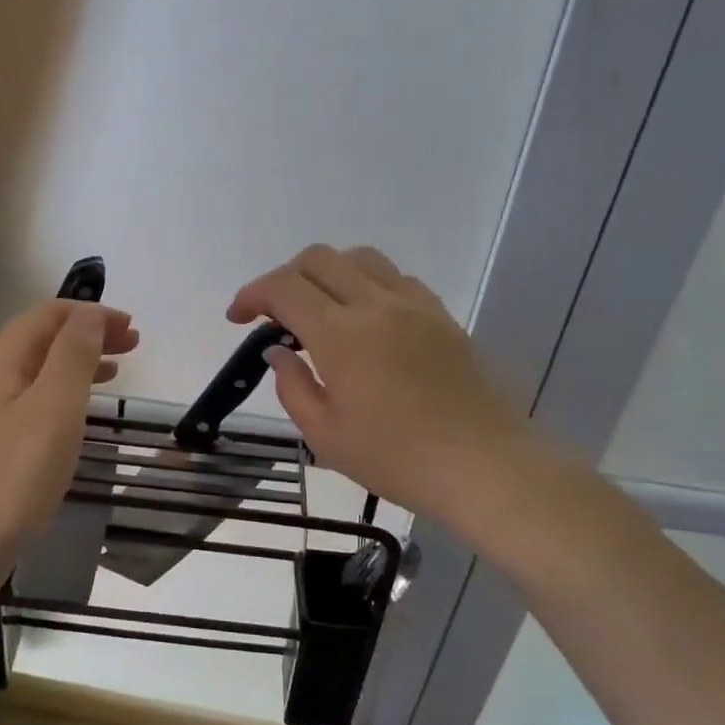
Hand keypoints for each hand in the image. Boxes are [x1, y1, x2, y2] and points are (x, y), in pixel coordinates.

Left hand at [0, 299, 137, 558]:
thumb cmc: (14, 475)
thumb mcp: (54, 408)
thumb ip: (74, 354)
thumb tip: (91, 314)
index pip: (47, 315)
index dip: (91, 314)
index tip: (132, 328)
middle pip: (41, 340)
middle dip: (87, 336)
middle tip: (133, 346)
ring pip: (36, 371)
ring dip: (77, 363)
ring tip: (116, 371)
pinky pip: (29, 399)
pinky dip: (61, 392)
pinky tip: (78, 411)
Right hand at [227, 245, 531, 529]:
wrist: (486, 465)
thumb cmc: (398, 459)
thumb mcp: (326, 436)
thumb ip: (293, 387)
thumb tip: (277, 353)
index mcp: (341, 335)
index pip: (284, 288)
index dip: (252, 294)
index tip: (238, 318)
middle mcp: (376, 305)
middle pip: (319, 259)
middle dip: (284, 278)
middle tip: (274, 315)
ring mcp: (414, 305)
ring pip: (359, 258)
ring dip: (327, 273)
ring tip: (319, 310)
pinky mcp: (441, 315)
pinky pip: (395, 277)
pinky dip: (366, 284)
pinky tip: (365, 320)